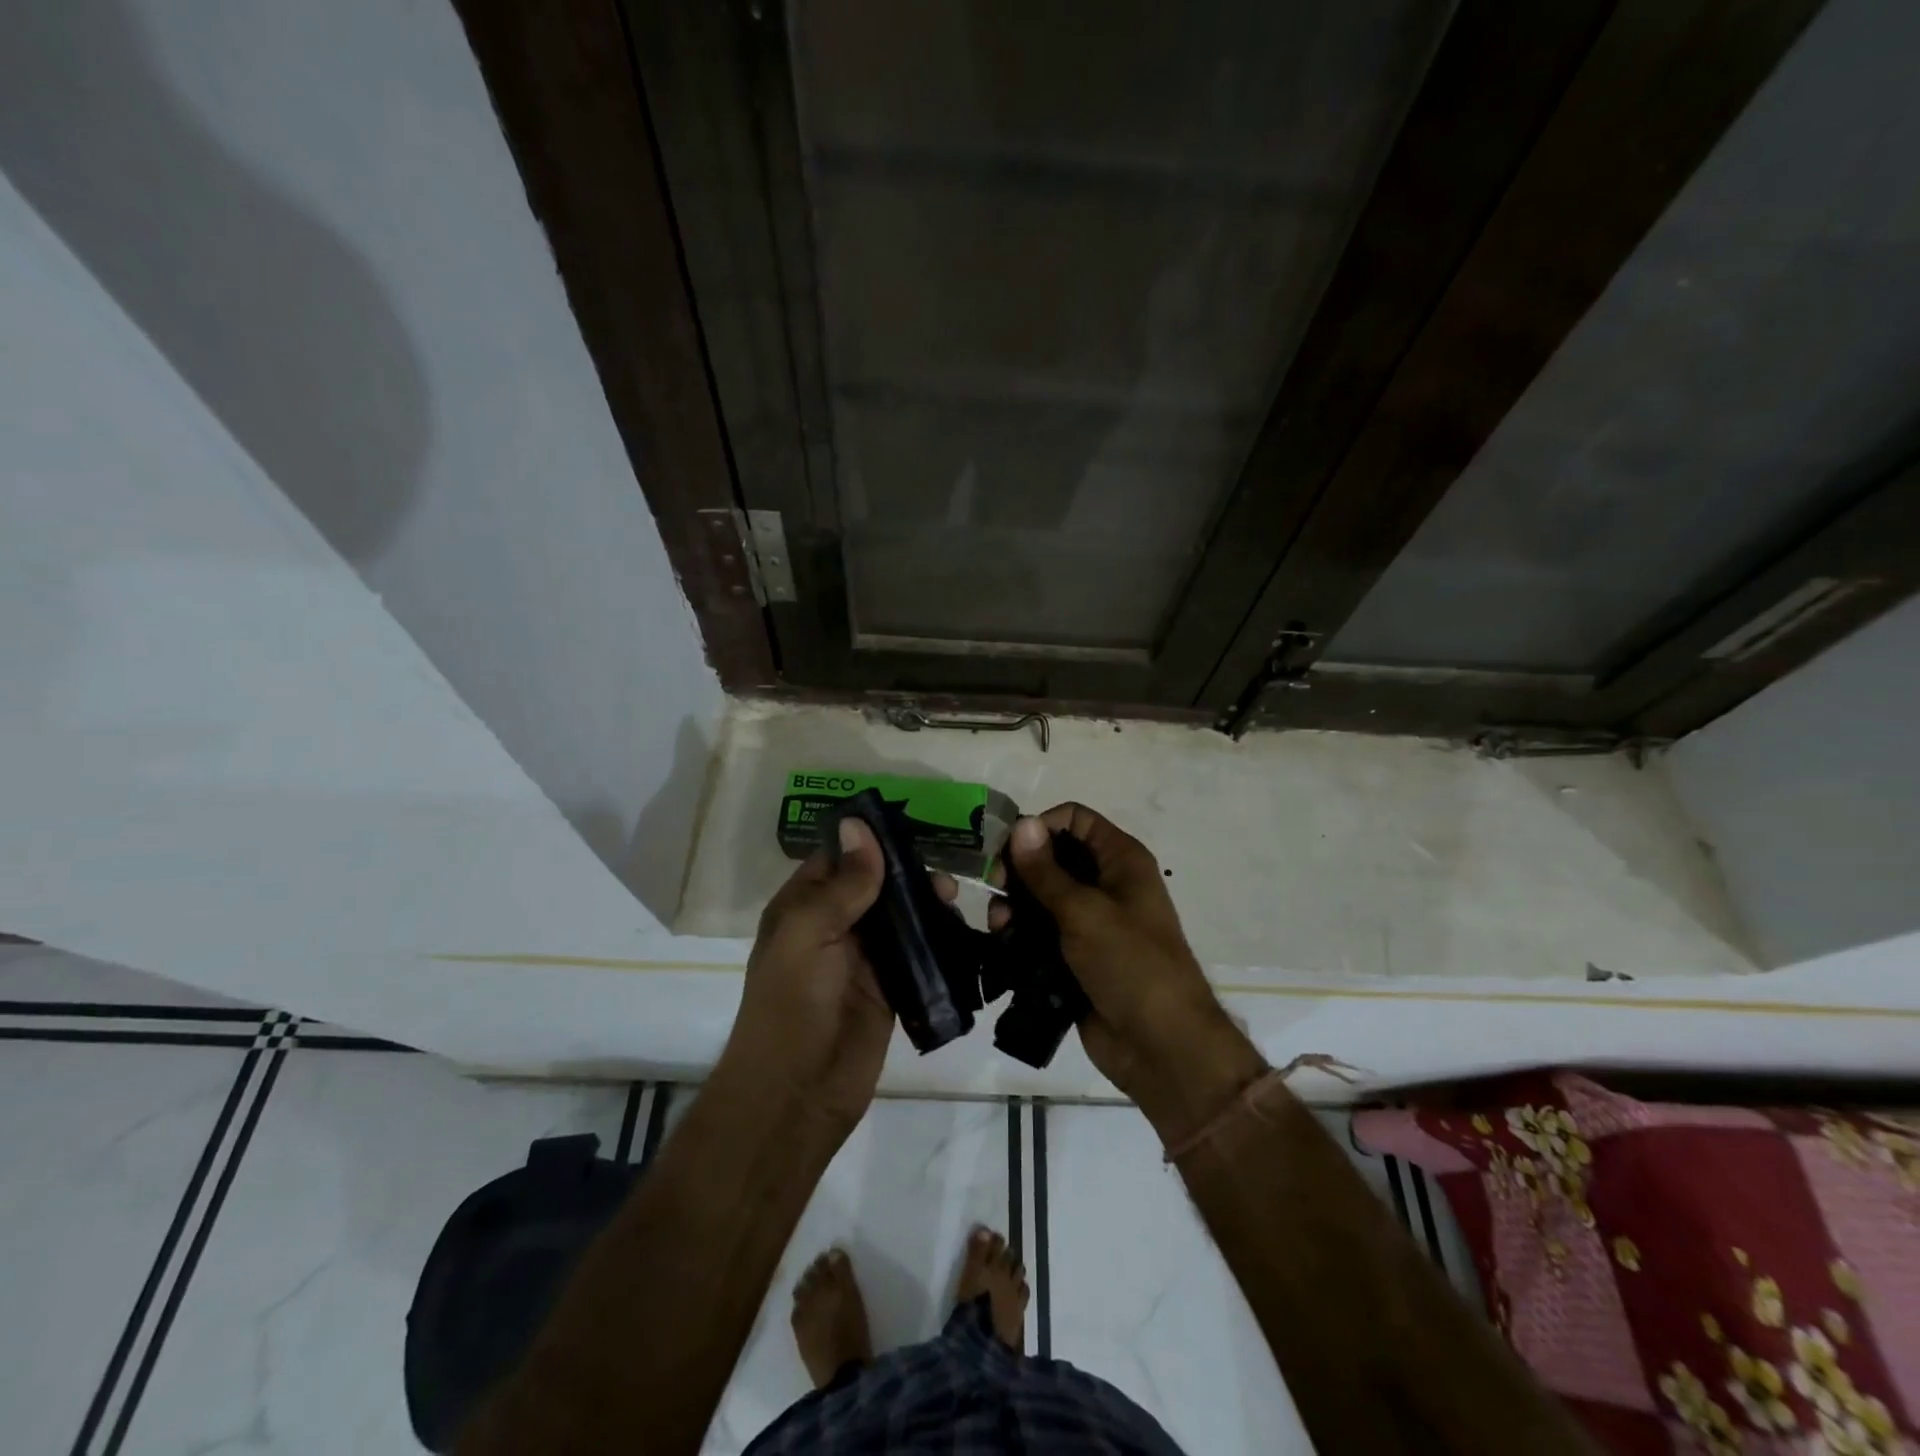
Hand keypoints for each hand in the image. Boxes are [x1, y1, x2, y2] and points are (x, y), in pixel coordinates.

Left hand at [720, 819, 953, 1130]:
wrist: (799, 1092)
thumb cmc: (793, 1002)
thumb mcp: (809, 932)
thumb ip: (842, 883)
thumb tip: (859, 823)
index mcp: (803, 907)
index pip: (838, 859)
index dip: (868, 839)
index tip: (910, 821)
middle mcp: (833, 927)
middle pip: (874, 885)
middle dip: (906, 872)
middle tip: (941, 868)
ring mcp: (864, 959)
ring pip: (900, 917)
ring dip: (925, 903)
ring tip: (953, 896)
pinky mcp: (892, 988)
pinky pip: (917, 952)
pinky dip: (937, 938)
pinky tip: (959, 926)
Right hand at [992, 804, 1266, 1140]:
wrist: (1160, 1045)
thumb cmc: (1130, 964)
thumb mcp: (1085, 912)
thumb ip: (1046, 871)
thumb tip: (1021, 824)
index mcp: (1121, 860)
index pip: (1075, 819)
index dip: (1041, 825)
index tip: (1007, 848)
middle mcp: (1106, 883)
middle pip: (1054, 857)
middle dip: (1020, 868)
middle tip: (994, 887)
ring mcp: (1091, 922)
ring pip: (1043, 896)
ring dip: (1016, 903)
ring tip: (998, 923)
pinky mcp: (1075, 955)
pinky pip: (1042, 932)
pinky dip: (1022, 932)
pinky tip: (1002, 941)